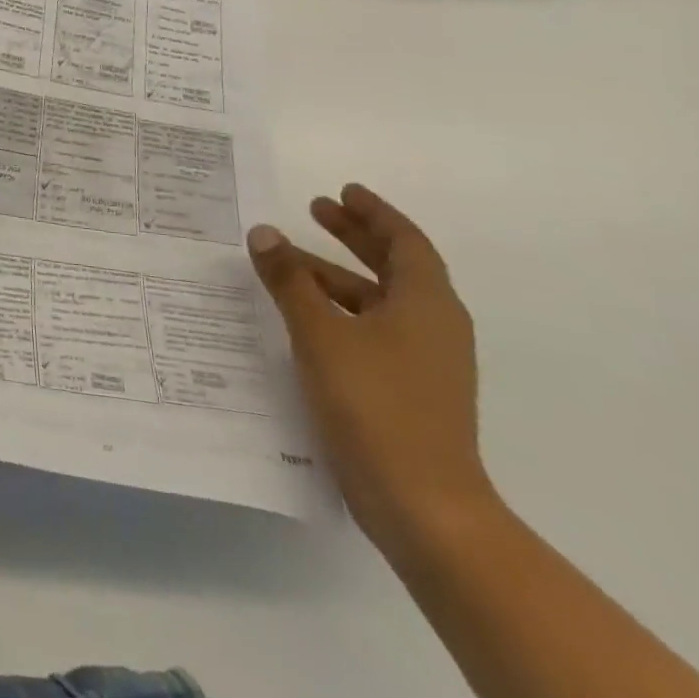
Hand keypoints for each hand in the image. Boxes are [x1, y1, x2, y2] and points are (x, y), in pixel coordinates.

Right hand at [249, 184, 496, 560]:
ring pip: (377, 301)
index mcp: (426, 304)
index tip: (343, 191)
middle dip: (354, 236)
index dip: (374, 213)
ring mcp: (423, 363)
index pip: (405, 241)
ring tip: (286, 263)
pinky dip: (338, 311)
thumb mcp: (321, 334)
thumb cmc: (375, 405)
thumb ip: (290, 281)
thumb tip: (265, 233)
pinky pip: (371, 330)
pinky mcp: (407, 391)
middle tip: (315, 210)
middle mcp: (433, 327)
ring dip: (336, 276)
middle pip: (394, 266)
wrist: (422, 506)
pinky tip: (301, 317)